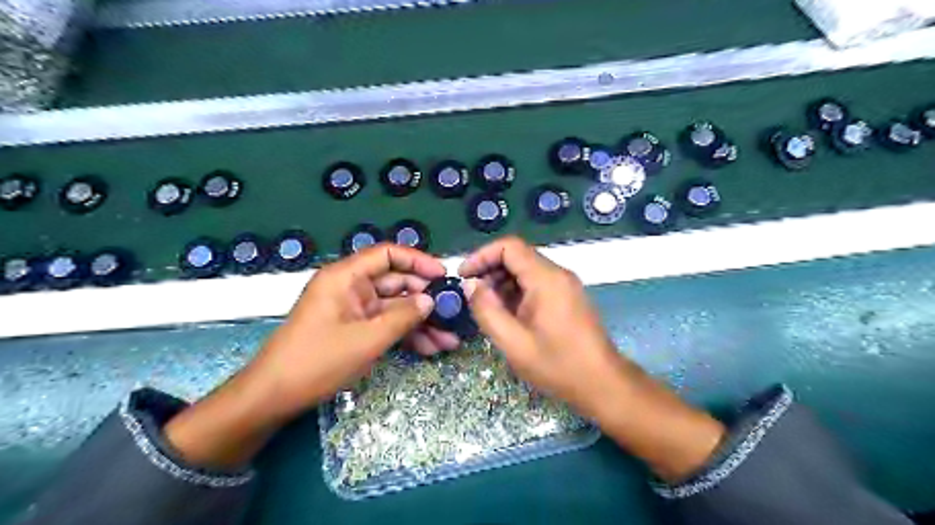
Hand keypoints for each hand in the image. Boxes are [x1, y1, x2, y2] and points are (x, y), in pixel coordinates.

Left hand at [167, 243, 441, 466]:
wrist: (274, 397)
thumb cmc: (317, 361)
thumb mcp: (366, 339)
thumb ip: (402, 317)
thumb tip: (430, 300)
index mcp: (346, 277)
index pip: (387, 255)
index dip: (418, 261)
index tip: (443, 275)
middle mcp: (351, 288)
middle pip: (396, 283)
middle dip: (425, 300)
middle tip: (454, 312)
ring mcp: (354, 310)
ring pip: (395, 308)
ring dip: (421, 322)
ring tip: (450, 339)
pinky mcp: (355, 329)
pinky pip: (386, 325)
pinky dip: (406, 335)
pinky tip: (431, 348)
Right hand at [460, 236, 623, 414]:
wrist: (602, 383)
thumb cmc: (557, 365)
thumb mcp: (513, 342)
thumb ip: (487, 310)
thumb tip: (470, 285)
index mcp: (546, 279)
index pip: (509, 247)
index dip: (482, 255)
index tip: (463, 275)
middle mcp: (558, 274)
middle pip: (517, 256)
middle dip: (490, 270)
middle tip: (472, 295)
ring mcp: (565, 285)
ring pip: (526, 270)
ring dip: (502, 283)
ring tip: (487, 308)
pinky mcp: (567, 296)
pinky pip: (536, 283)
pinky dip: (517, 292)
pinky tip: (507, 314)